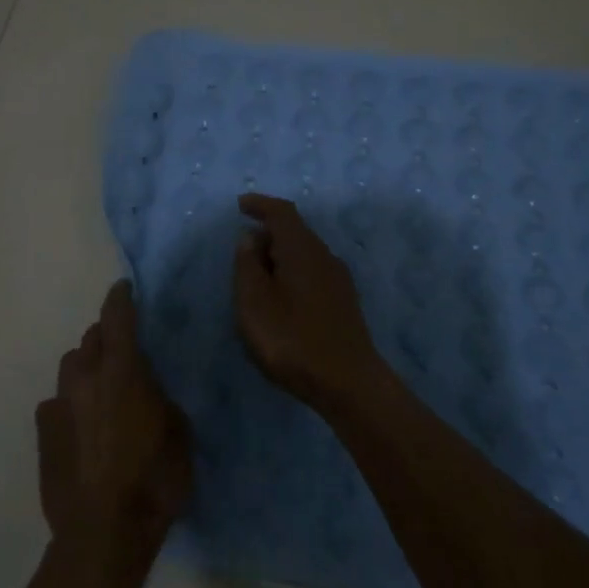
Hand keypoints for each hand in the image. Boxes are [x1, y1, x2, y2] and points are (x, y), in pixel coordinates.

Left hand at [38, 281, 190, 566]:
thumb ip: (159, 399)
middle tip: (121, 351)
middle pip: (90, 339)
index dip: (120, 298)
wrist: (103, 531)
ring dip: (86, 368)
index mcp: (123, 371)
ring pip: (70, 367)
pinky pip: (56, 402)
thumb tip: (148, 393)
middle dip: (105, 337)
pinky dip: (70, 404)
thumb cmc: (153, 479)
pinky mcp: (43, 431)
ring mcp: (59, 404)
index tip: (123, 288)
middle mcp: (86, 378)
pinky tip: (80, 426)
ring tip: (100, 389)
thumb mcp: (179, 433)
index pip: (117, 318)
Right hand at [233, 193, 394, 416]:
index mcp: (302, 249)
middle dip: (268, 233)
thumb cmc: (292, 339)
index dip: (261, 205)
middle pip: (295, 231)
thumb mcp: (254, 302)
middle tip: (242, 251)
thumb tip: (250, 238)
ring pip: (304, 254)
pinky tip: (282, 297)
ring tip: (257, 277)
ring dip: (280, 256)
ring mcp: (338, 280)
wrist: (347, 382)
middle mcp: (324, 256)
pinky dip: (292, 273)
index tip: (241, 205)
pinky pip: (312, 273)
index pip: (282, 212)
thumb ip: (247, 265)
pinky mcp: (343, 302)